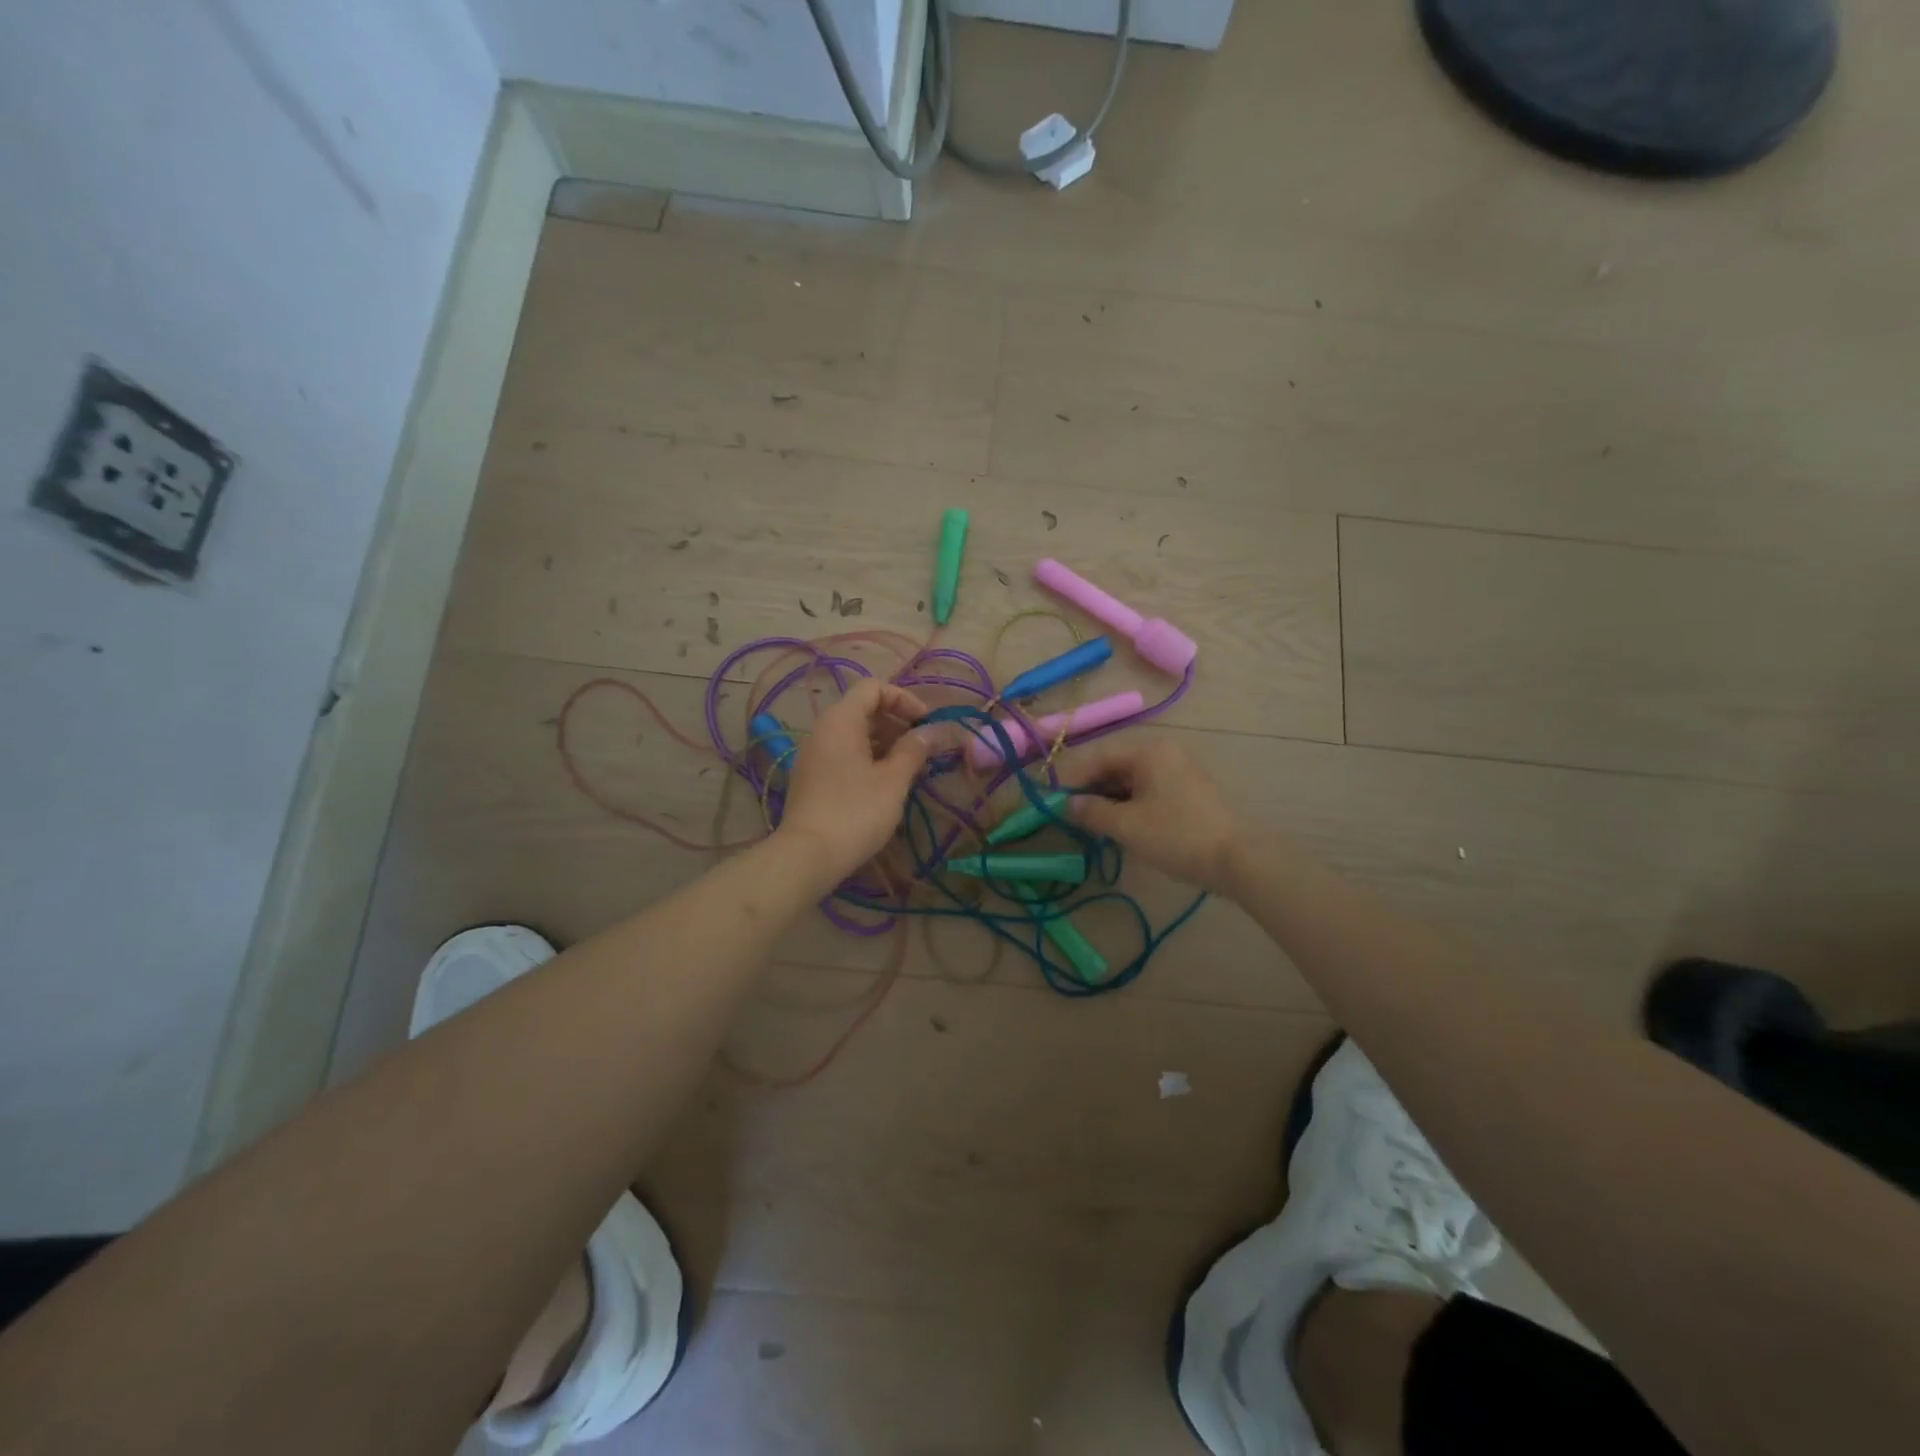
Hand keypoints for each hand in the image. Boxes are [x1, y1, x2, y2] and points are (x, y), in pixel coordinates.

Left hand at [778, 677, 931, 880]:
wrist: (808, 855)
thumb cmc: (856, 812)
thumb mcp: (893, 780)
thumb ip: (914, 750)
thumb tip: (933, 731)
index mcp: (841, 720)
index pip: (873, 687)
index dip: (903, 699)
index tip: (925, 724)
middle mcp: (823, 730)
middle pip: (863, 708)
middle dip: (897, 721)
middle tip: (922, 746)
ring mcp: (814, 754)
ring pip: (854, 733)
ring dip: (885, 741)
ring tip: (909, 765)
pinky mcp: (812, 777)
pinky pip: (844, 753)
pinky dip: (868, 757)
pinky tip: (886, 782)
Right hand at [1066, 738, 1239, 889]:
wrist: (1237, 859)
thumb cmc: (1176, 835)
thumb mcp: (1126, 825)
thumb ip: (1092, 811)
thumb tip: (1068, 804)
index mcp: (1148, 751)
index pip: (1098, 756)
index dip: (1071, 777)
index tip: (1052, 798)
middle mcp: (1163, 752)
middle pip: (1114, 765)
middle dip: (1089, 788)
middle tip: (1068, 813)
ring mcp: (1178, 771)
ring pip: (1130, 779)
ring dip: (1107, 798)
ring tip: (1089, 822)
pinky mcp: (1186, 791)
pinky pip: (1147, 790)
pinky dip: (1127, 804)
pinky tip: (1116, 824)